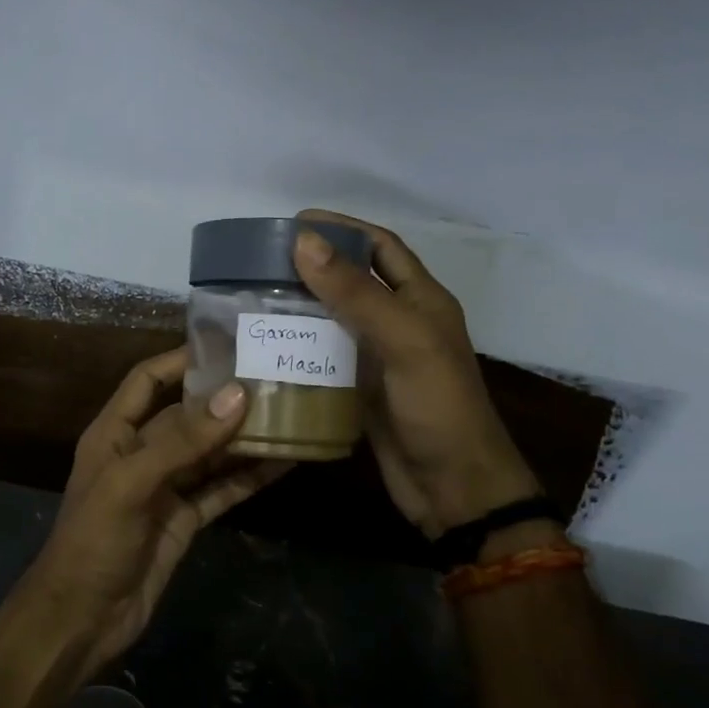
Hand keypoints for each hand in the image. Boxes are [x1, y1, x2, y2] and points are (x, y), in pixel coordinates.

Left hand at [25, 349, 291, 678]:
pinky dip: (249, 477)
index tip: (227, 346)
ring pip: (210, 453)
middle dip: (225, 399)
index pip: (147, 380)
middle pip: (187, 415)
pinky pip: (221, 490)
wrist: (83, 619)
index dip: (181, 361)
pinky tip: (284, 463)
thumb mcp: (132, 483)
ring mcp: (165, 488)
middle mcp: (141, 453)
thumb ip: (183, 441)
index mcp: (114, 432)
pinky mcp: (185, 520)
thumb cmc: (93, 540)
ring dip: (244, 437)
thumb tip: (237, 395)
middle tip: (274, 379)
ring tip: (290, 414)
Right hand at [293, 210, 541, 536]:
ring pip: (335, 319)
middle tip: (264, 260)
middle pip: (353, 281)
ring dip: (301, 306)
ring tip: (255, 296)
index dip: (344, 228)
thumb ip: (356, 293)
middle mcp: (400, 323)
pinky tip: (268, 344)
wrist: (453, 487)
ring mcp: (379, 358)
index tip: (298, 220)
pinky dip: (300, 347)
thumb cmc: (437, 407)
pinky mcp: (360, 389)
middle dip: (315, 265)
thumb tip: (304, 240)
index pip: (381, 247)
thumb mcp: (403, 341)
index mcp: (421, 300)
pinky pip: (325, 357)